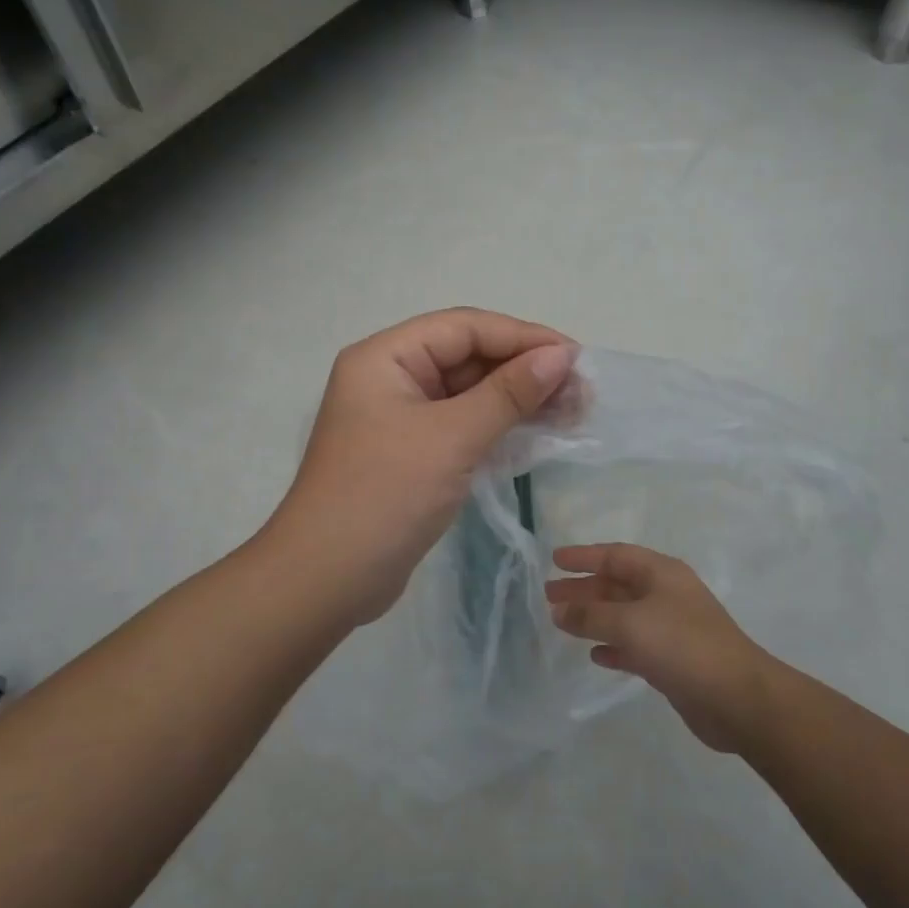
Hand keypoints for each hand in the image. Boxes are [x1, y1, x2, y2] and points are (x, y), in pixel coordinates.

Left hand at [266, 308, 577, 626]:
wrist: (327, 579)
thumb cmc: (385, 495)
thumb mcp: (452, 438)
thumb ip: (509, 393)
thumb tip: (561, 355)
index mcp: (386, 358)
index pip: (464, 328)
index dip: (523, 337)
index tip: (576, 357)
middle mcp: (391, 379)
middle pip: (468, 358)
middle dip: (525, 371)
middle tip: (581, 393)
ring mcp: (400, 419)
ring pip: (469, 394)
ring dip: (518, 401)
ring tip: (573, 413)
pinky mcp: (412, 455)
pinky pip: (462, 427)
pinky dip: (499, 428)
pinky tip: (539, 434)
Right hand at [547, 544, 771, 752]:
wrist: (739, 699)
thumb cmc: (683, 646)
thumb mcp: (630, 623)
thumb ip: (591, 615)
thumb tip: (559, 610)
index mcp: (662, 574)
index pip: (616, 555)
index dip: (584, 556)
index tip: (554, 560)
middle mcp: (667, 595)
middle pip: (617, 584)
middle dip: (584, 588)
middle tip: (550, 595)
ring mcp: (671, 628)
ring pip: (624, 616)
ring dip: (594, 617)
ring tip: (562, 623)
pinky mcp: (673, 661)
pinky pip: (635, 645)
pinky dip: (614, 647)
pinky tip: (595, 656)